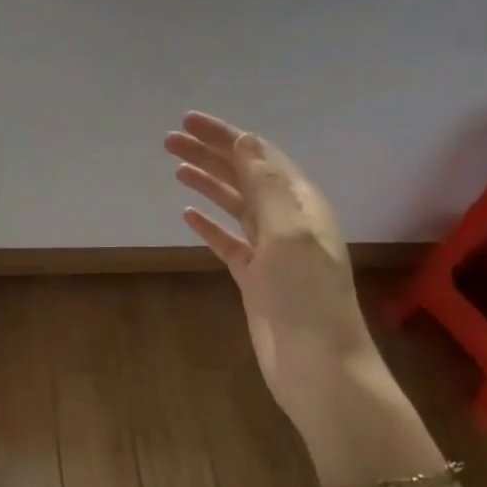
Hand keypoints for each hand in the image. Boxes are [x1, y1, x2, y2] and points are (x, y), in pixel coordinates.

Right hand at [167, 113, 426, 486]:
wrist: (317, 365)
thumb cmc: (306, 296)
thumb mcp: (288, 232)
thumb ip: (265, 186)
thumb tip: (246, 141)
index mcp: (300, 203)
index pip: (259, 155)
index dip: (225, 135)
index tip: (187, 121)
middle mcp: (287, 220)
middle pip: (244, 176)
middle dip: (210, 154)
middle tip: (170, 140)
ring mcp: (270, 251)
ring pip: (234, 205)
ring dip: (207, 183)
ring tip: (175, 167)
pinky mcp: (255, 278)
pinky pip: (228, 241)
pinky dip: (209, 225)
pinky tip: (187, 214)